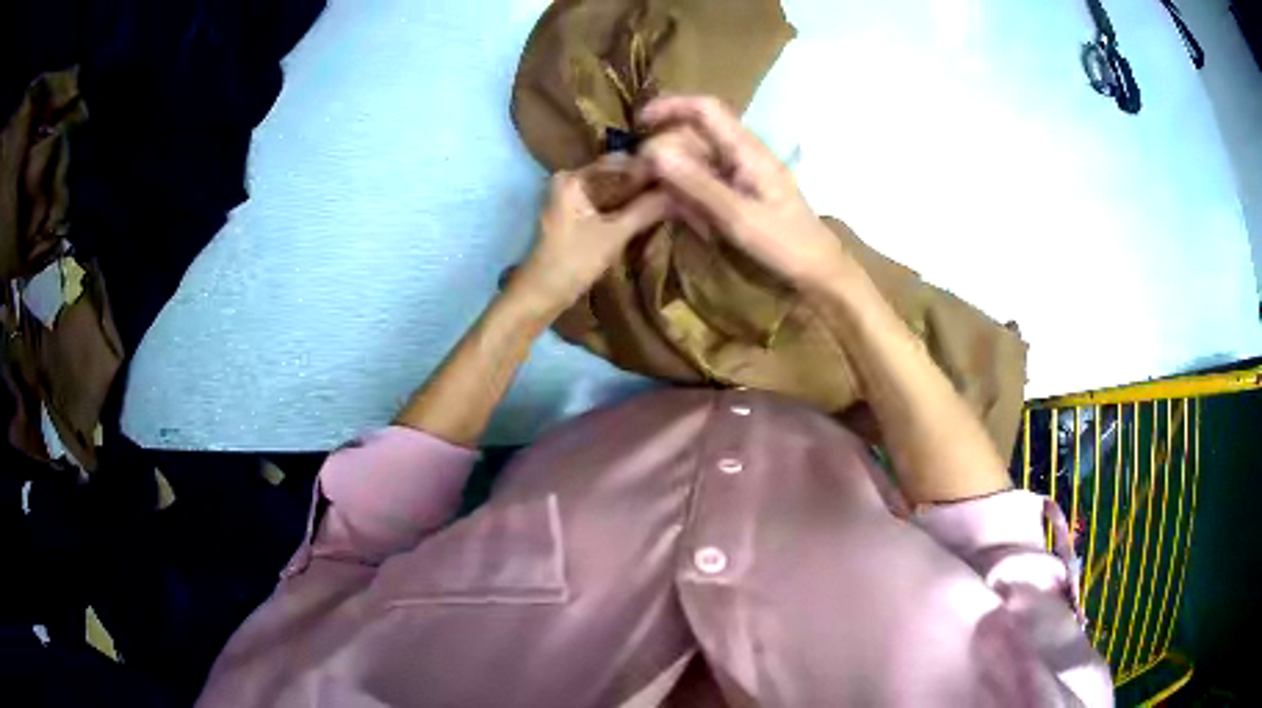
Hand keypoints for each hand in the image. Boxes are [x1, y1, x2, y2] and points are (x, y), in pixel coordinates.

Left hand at [513, 155, 669, 313]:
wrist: (542, 295)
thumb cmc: (573, 261)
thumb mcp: (614, 234)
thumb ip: (646, 210)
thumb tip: (678, 193)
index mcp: (572, 178)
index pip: (618, 162)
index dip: (648, 169)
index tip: (679, 176)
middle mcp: (569, 181)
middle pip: (615, 176)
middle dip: (644, 184)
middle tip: (679, 189)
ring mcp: (571, 200)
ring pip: (612, 192)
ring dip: (637, 198)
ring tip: (671, 200)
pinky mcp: (576, 218)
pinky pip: (606, 205)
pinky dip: (625, 209)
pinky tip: (650, 213)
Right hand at [639, 96, 855, 290]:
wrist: (818, 273)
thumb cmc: (785, 244)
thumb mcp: (738, 217)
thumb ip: (697, 184)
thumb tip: (654, 152)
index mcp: (747, 150)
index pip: (705, 109)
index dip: (670, 107)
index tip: (637, 123)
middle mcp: (741, 155)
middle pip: (693, 137)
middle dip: (661, 152)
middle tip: (634, 180)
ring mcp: (740, 175)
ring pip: (694, 162)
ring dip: (669, 177)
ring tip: (647, 200)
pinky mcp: (739, 194)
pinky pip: (703, 185)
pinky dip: (684, 195)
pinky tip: (674, 214)